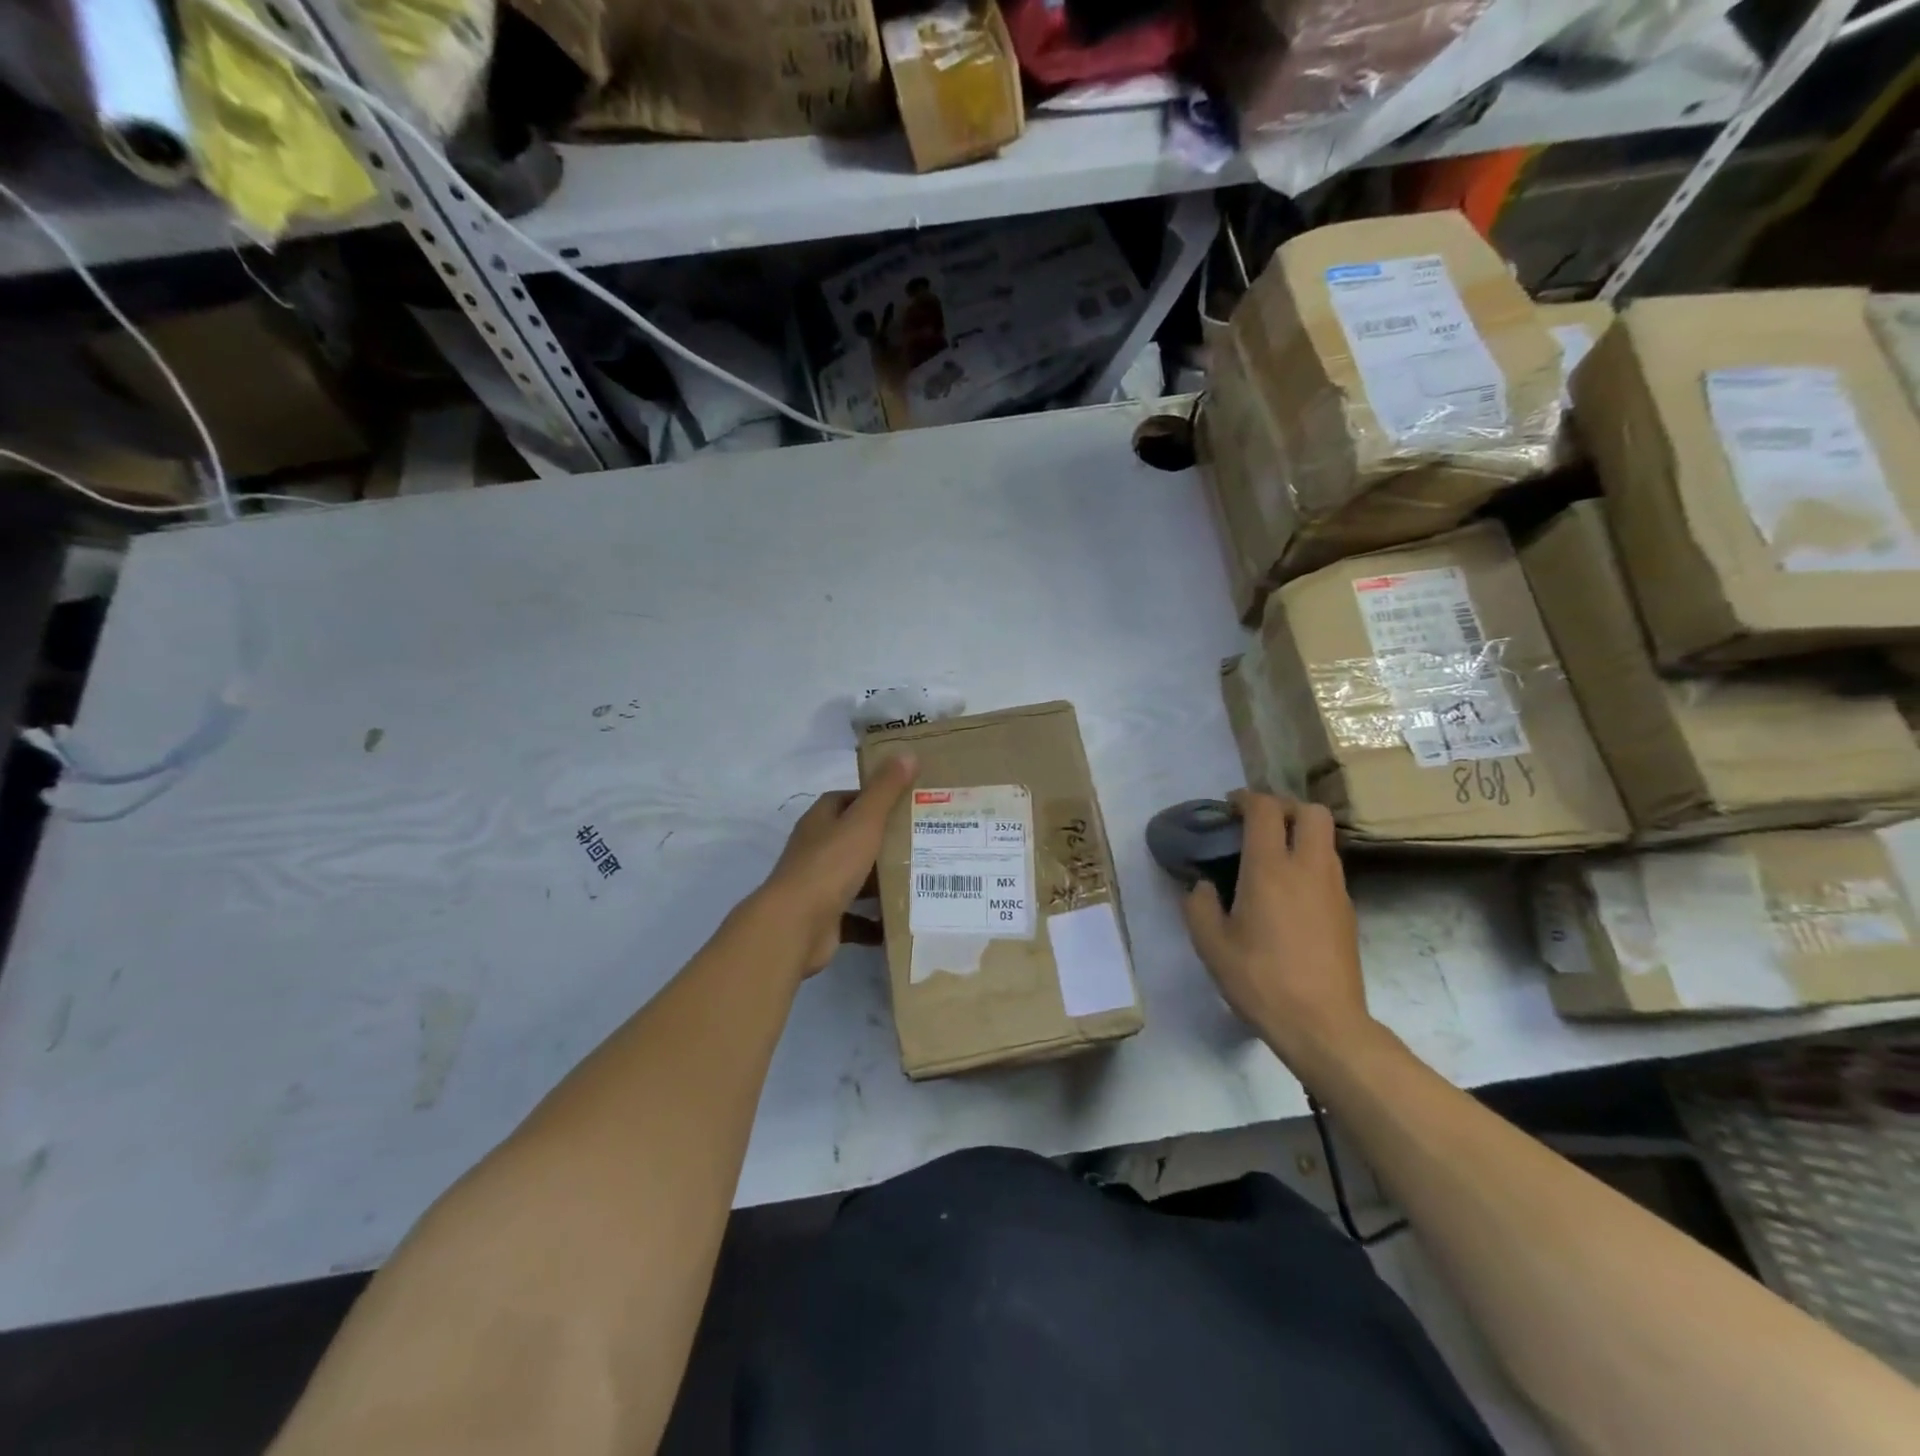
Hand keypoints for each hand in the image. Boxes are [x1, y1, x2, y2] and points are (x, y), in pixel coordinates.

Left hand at [758, 754, 917, 975]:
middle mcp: (816, 849)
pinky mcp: (825, 918)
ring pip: (857, 878)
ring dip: (883, 881)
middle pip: (855, 839)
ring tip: (921, 879)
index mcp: (821, 821)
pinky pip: (856, 917)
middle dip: (886, 841)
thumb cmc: (830, 865)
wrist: (795, 926)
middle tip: (925, 842)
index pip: (849, 800)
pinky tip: (902, 921)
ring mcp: (818, 885)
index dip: (876, 799)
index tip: (909, 804)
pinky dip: (876, 922)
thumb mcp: (864, 821)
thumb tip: (907, 753)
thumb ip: (886, 789)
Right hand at [1181, 791, 1377, 1076]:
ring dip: (1300, 834)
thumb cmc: (1260, 979)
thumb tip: (1202, 886)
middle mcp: (1308, 868)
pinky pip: (1329, 867)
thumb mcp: (1210, 945)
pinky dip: (1310, 862)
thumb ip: (1198, 905)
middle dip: (1285, 807)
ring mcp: (1334, 888)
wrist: (1323, 1024)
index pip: (1266, 809)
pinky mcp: (1348, 911)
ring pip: (1325, 839)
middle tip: (1259, 825)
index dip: (1246, 799)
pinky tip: (1289, 893)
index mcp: (1270, 868)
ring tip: (1272, 857)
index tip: (1229, 807)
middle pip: (1310, 811)